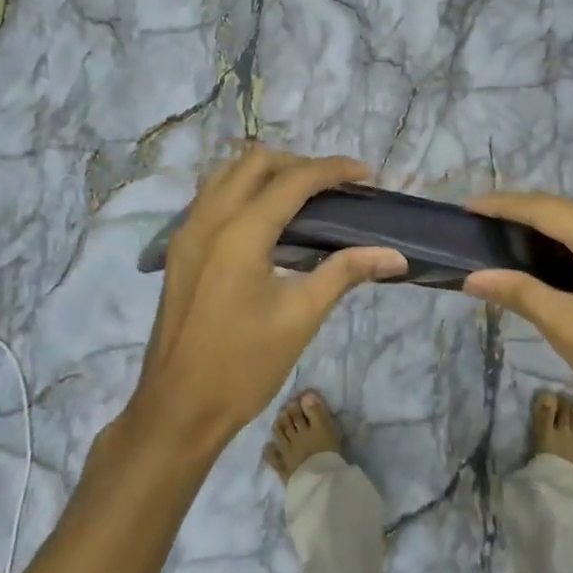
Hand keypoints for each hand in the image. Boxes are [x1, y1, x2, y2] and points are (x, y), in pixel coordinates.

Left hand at [132, 147, 406, 445]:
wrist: (178, 410)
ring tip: (304, 197)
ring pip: (227, 174)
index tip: (367, 176)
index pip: (293, 180)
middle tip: (335, 187)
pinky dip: (243, 191)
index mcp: (240, 233)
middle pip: (255, 163)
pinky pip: (212, 197)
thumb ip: (346, 272)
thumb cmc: (243, 366)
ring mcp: (187, 233)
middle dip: (299, 164)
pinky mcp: (180, 251)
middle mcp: (208, 220)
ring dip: (267, 173)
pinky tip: (267, 221)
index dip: (334, 170)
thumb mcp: (301, 317)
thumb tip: (395, 255)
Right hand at [462, 192, 572, 433]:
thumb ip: (520, 293)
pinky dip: (567, 240)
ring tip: (502, 238)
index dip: (502, 205)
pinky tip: (545, 257)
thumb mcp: (567, 329)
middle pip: (562, 209)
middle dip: (519, 211)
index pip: (543, 208)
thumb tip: (473, 276)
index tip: (466, 209)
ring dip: (543, 225)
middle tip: (478, 226)